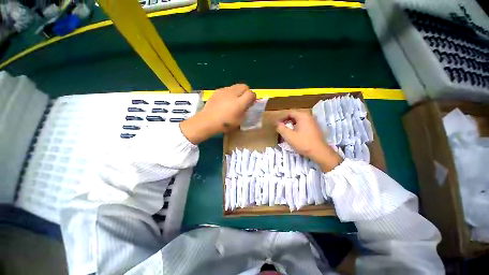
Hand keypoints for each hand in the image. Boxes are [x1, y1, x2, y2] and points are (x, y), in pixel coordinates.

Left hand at [180, 84, 255, 143]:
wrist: (207, 121)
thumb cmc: (225, 124)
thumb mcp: (239, 120)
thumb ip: (246, 110)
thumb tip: (249, 104)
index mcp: (239, 102)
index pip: (251, 93)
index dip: (253, 97)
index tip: (251, 102)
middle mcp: (232, 93)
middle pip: (244, 86)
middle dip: (246, 92)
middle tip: (244, 100)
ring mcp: (224, 90)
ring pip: (236, 87)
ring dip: (238, 92)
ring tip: (234, 101)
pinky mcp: (217, 91)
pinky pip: (227, 89)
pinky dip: (230, 93)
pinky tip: (225, 101)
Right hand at [276, 110, 341, 171]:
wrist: (319, 152)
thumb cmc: (303, 143)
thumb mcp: (289, 136)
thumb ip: (281, 128)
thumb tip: (277, 124)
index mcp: (302, 116)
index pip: (289, 113)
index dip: (282, 118)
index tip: (277, 124)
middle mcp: (309, 116)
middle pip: (294, 116)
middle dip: (286, 121)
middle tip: (281, 127)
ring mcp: (313, 122)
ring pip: (299, 120)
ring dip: (291, 124)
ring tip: (286, 131)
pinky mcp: (315, 128)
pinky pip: (303, 124)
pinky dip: (297, 127)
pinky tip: (295, 134)